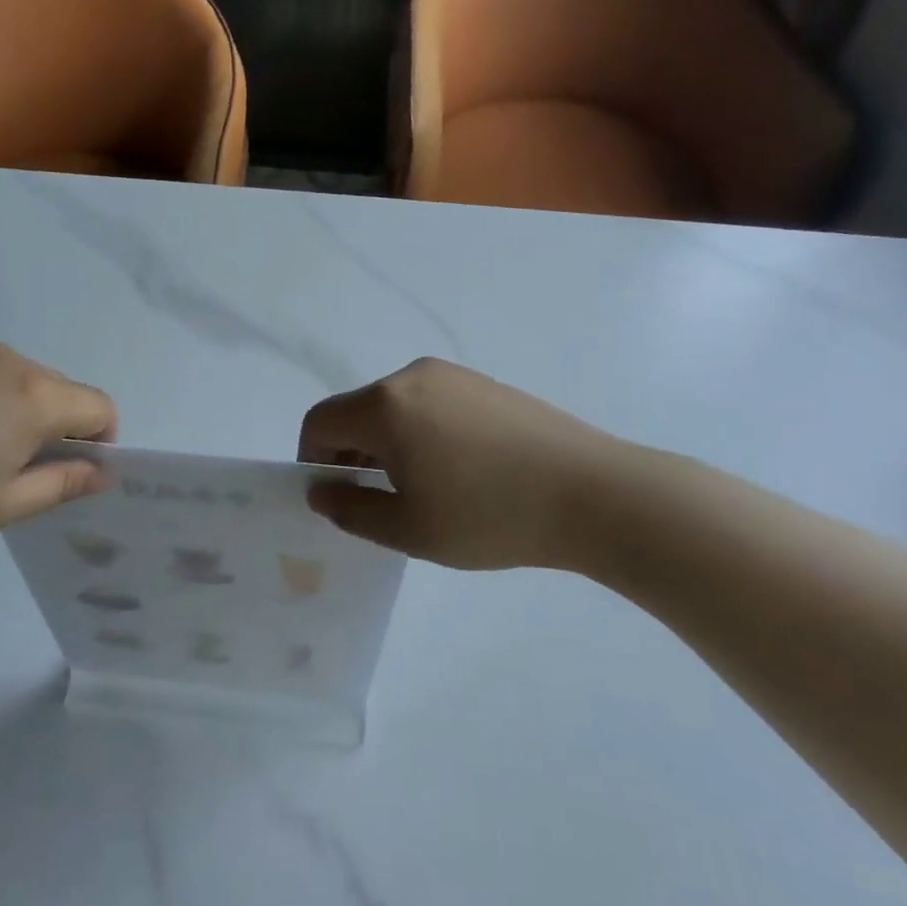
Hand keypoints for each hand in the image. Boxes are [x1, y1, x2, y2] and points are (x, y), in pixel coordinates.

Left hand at [0, 344, 116, 548]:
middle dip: (58, 427)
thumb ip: (63, 484)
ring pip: (20, 380)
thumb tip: (102, 472)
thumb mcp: (4, 503)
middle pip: (60, 389)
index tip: (72, 472)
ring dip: (19, 412)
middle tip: (18, 470)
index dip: (101, 441)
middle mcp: (10, 361)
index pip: (98, 406)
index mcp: (36, 395)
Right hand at [298, 358, 662, 573]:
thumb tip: (322, 491)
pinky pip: (431, 403)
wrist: (594, 493)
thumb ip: (351, 510)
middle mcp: (412, 376)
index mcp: (384, 406)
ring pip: (394, 407)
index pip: (320, 421)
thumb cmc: (490, 516)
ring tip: (424, 489)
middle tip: (378, 501)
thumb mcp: (409, 530)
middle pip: (357, 411)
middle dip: (351, 454)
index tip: (335, 496)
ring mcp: (453, 375)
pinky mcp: (485, 383)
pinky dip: (421, 432)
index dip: (312, 459)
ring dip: (387, 444)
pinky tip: (460, 471)